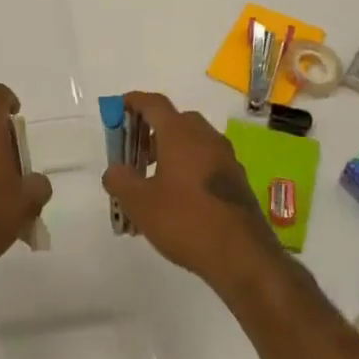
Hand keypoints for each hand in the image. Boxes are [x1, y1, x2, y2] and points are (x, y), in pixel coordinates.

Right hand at [102, 91, 283, 294]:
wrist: (243, 256)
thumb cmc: (185, 220)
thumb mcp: (139, 202)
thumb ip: (120, 180)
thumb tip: (115, 170)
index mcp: (180, 133)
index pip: (154, 104)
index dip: (134, 102)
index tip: (118, 109)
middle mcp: (206, 137)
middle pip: (175, 121)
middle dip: (151, 131)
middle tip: (134, 153)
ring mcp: (226, 158)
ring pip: (192, 143)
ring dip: (170, 153)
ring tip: (152, 182)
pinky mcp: (237, 181)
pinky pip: (206, 163)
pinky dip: (188, 170)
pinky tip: (177, 200)